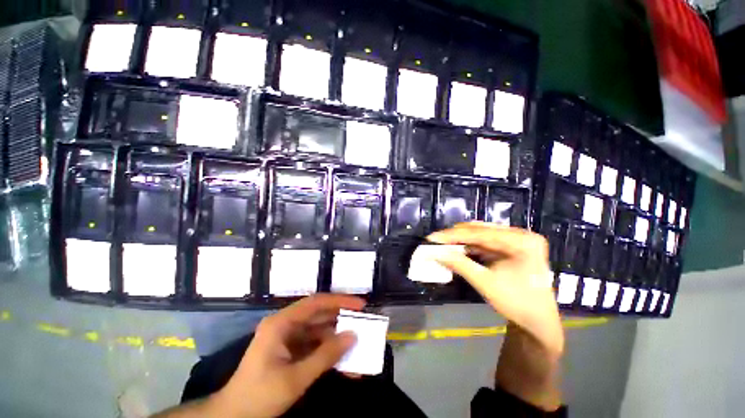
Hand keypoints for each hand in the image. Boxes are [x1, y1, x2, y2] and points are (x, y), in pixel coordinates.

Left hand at [218, 294, 364, 417]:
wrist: (233, 417)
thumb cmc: (260, 396)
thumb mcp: (295, 378)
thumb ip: (326, 356)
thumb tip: (353, 336)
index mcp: (282, 323)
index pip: (316, 303)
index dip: (340, 301)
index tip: (360, 305)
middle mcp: (285, 324)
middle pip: (319, 314)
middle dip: (341, 318)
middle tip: (363, 321)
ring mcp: (287, 337)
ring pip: (318, 330)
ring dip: (337, 338)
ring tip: (358, 343)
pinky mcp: (290, 350)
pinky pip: (314, 345)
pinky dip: (328, 351)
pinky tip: (344, 360)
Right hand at [427, 222, 563, 357]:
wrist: (538, 322)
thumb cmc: (517, 304)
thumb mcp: (485, 283)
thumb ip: (459, 265)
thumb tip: (435, 253)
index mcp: (522, 241)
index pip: (480, 233)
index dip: (453, 235)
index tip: (432, 237)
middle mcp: (521, 235)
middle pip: (480, 230)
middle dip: (456, 236)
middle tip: (435, 241)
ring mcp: (517, 240)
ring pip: (481, 234)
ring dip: (461, 240)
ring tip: (442, 244)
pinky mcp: (510, 247)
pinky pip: (485, 242)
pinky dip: (469, 246)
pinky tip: (456, 248)